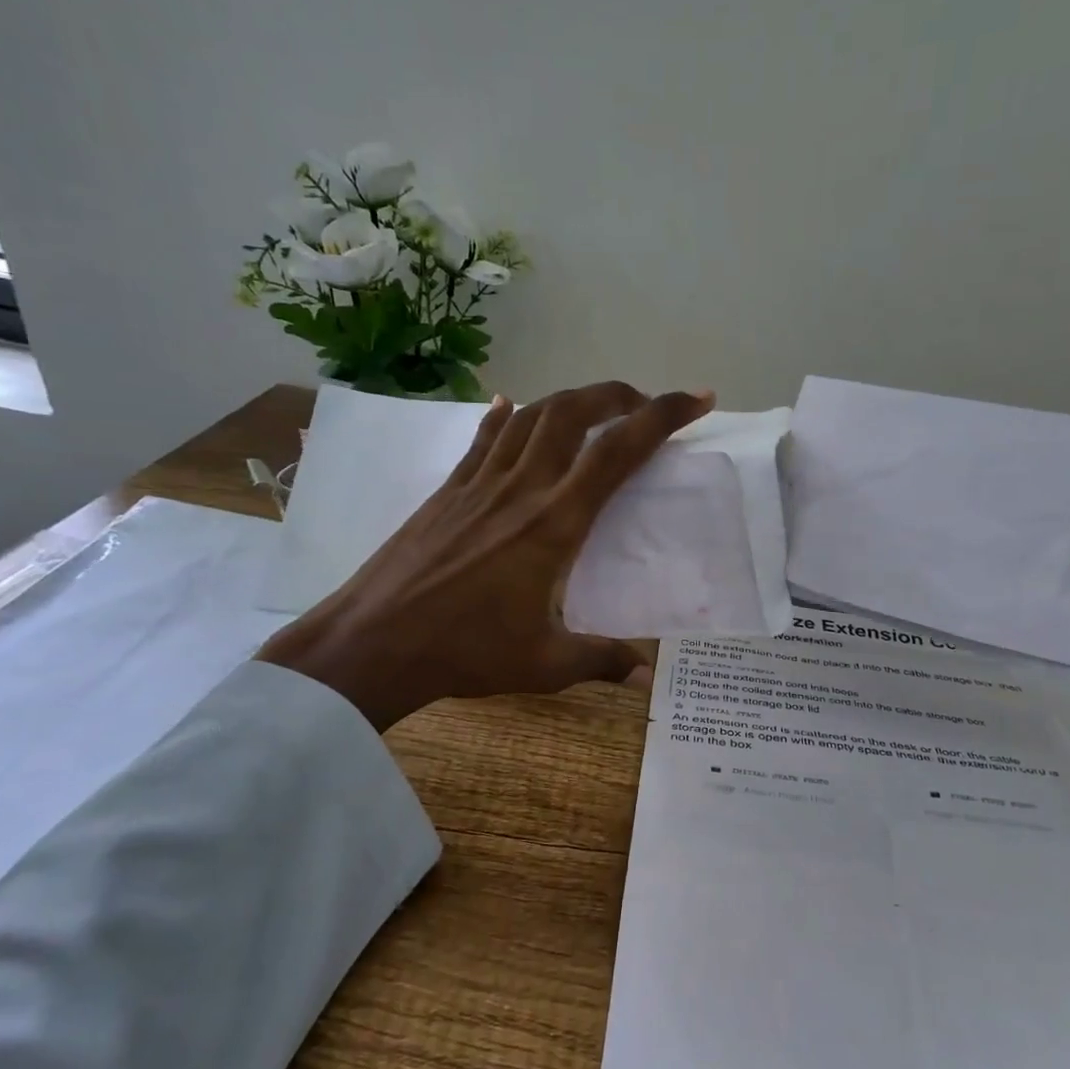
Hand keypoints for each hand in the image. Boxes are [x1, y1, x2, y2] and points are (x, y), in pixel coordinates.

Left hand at [261, 382, 711, 730]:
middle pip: (574, 413)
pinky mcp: (449, 489)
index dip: (663, 416)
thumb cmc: (465, 652)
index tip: (697, 400)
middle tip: (645, 404)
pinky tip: (510, 403)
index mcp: (555, 523)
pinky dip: (506, 415)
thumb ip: (601, 661)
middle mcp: (522, 487)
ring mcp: (480, 483)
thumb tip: (645, 673)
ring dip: (569, 400)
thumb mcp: (544, 665)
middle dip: (617, 395)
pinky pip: (484, 437)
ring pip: (531, 416)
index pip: (619, 451)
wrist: (372, 643)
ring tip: (593, 408)